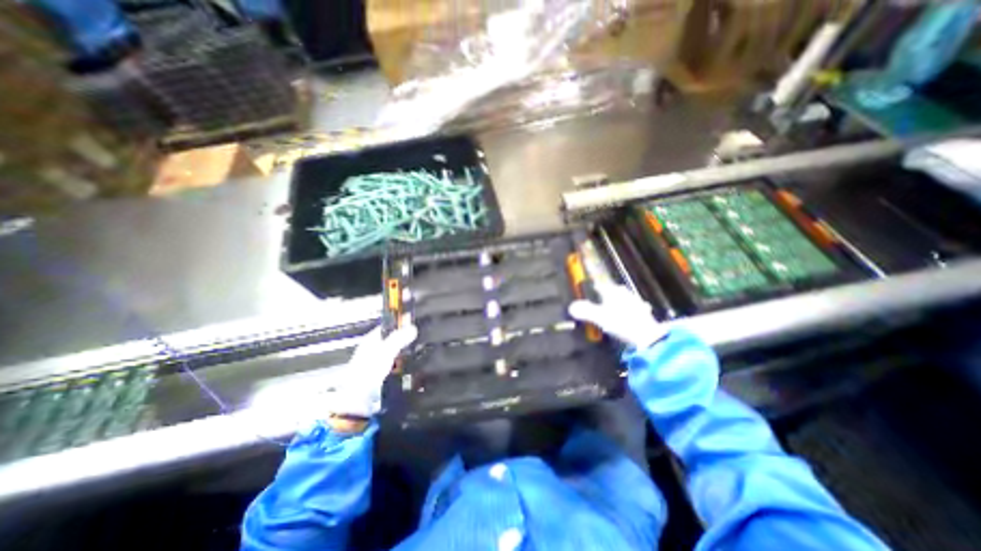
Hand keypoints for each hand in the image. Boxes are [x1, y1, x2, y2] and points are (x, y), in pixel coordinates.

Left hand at [325, 323, 418, 417]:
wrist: (357, 401)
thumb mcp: (385, 352)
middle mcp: (372, 349)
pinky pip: (395, 363)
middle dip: (404, 336)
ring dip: (404, 349)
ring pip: (394, 351)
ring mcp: (376, 362)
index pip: (387, 326)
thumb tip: (413, 327)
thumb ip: (399, 339)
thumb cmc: (368, 372)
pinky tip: (411, 364)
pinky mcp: (380, 374)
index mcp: (370, 340)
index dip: (399, 323)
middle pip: (391, 338)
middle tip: (420, 336)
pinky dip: (402, 361)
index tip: (414, 321)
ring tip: (419, 348)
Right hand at [568, 284, 666, 348]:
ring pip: (626, 299)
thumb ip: (585, 311)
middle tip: (602, 298)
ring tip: (615, 306)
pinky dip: (630, 311)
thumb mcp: (600, 318)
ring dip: (620, 301)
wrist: (648, 337)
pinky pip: (635, 309)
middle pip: (615, 291)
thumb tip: (571, 306)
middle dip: (609, 293)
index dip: (595, 288)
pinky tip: (630, 316)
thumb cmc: (621, 323)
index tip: (591, 289)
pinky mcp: (645, 314)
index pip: (601, 287)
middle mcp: (626, 295)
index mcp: (613, 293)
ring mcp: (637, 304)